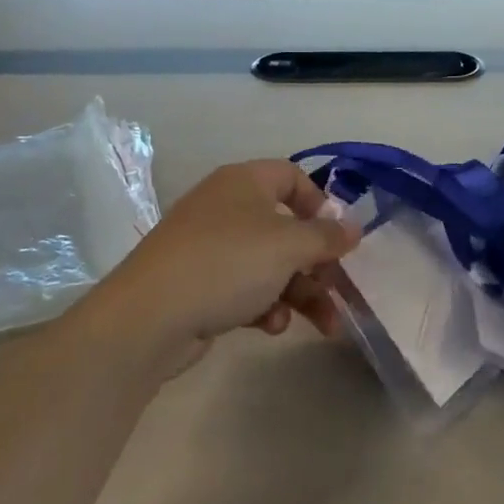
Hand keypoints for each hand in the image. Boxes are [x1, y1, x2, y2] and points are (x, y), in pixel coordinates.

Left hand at [82, 160, 360, 378]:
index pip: (291, 177)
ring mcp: (210, 248)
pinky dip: (265, 306)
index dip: (320, 203)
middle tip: (339, 291)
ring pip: (270, 264)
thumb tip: (353, 228)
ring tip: (325, 326)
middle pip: (286, 228)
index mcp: (244, 182)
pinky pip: (245, 288)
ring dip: (301, 293)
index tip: (338, 237)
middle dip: (317, 264)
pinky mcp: (200, 284)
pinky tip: (271, 327)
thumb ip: (326, 236)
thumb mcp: (287, 246)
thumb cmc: (227, 264)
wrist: (150, 317)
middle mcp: (226, 208)